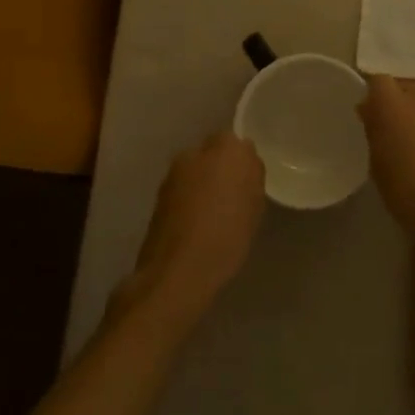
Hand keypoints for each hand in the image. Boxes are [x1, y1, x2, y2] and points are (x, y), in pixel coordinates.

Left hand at [121, 132, 266, 327]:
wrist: (178, 269)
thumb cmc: (227, 237)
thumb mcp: (255, 208)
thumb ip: (252, 178)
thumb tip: (246, 167)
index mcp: (228, 150)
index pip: (241, 145)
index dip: (244, 163)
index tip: (249, 184)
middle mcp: (198, 151)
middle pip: (216, 151)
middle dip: (222, 167)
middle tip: (232, 196)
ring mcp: (175, 170)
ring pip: (197, 168)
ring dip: (203, 181)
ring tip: (212, 213)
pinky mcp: (159, 191)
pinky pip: (182, 186)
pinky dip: (189, 196)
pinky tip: (194, 222)